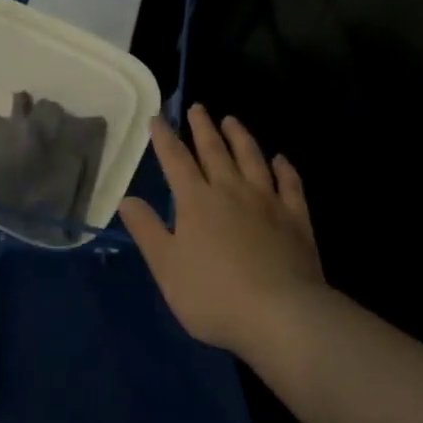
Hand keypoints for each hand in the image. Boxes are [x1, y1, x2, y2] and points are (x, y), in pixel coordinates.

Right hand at [117, 105, 323, 359]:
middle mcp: (231, 190)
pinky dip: (285, 169)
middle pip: (214, 150)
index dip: (165, 138)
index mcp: (196, 200)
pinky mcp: (296, 219)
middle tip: (197, 107)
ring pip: (252, 158)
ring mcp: (267, 202)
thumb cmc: (214, 294)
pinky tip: (281, 160)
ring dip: (240, 137)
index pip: (176, 160)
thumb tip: (126, 199)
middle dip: (202, 128)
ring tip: (232, 120)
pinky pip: (290, 185)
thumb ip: (146, 230)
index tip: (157, 117)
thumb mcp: (166, 267)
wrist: (281, 315)